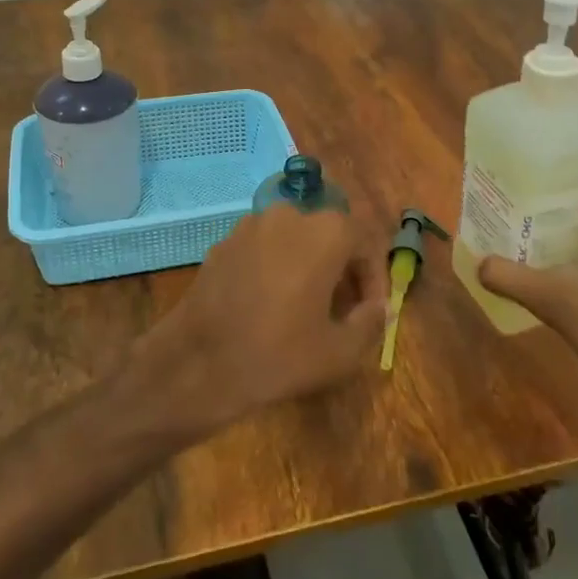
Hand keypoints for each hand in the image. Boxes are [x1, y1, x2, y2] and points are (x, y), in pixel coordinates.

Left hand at [135, 205, 386, 430]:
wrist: (198, 363)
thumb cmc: (278, 355)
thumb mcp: (339, 352)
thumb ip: (370, 322)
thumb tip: (380, 307)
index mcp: (325, 232)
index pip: (364, 244)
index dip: (373, 279)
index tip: (371, 311)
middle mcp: (289, 215)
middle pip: (328, 236)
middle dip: (340, 269)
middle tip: (341, 309)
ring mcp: (250, 225)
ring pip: (293, 240)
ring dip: (307, 265)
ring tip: (305, 307)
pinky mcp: (223, 242)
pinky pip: (263, 249)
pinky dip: (274, 267)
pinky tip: (268, 304)